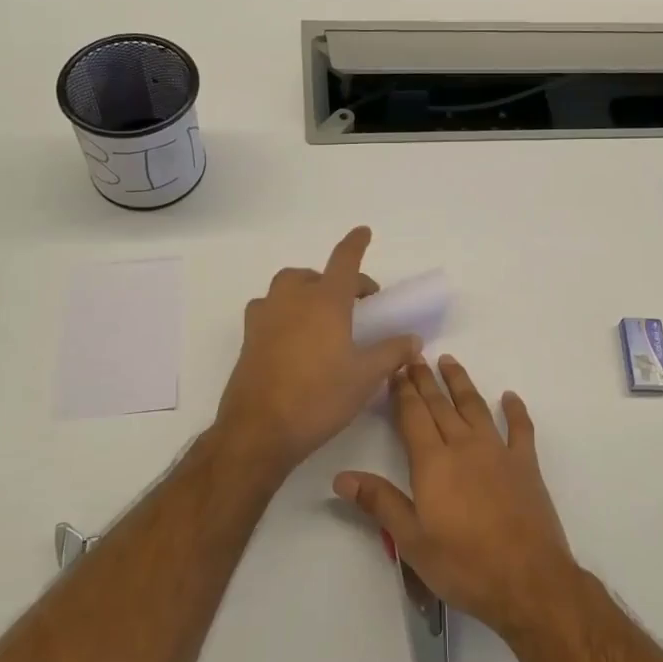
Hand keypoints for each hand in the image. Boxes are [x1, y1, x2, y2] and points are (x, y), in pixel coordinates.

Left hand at [212, 227, 421, 481]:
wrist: (259, 430)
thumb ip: (392, 352)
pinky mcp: (249, 339)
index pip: (344, 261)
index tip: (363, 231)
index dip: (355, 244)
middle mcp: (292, 300)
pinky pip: (268, 311)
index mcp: (325, 301)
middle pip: (313, 274)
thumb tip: (414, 339)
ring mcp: (266, 318)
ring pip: (286, 289)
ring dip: (305, 292)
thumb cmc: (319, 397)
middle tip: (353, 305)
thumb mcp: (365, 377)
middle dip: (334, 280)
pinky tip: (293, 339)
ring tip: (321, 318)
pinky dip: (284, 313)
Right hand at [334, 355, 578, 636]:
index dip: (403, 391)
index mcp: (433, 462)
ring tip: (449, 361)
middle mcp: (464, 446)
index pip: (413, 416)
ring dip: (461, 383)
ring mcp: (498, 452)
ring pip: (475, 406)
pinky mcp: (526, 464)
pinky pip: (520, 429)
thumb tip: (341, 477)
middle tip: (415, 356)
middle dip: (425, 379)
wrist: (528, 581)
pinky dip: (516, 411)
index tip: (395, 369)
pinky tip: (510, 397)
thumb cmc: (463, 565)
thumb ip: (380, 503)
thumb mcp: (412, 541)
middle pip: (441, 405)